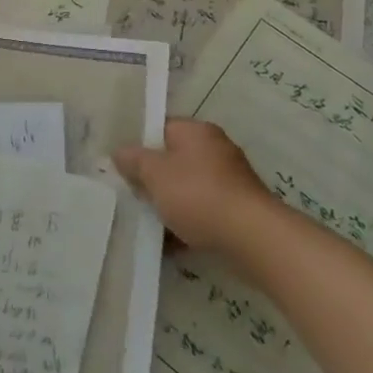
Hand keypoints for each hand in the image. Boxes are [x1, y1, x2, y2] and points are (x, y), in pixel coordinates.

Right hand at [114, 119, 269, 252]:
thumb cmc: (197, 195)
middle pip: (174, 159)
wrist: (252, 238)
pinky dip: (187, 223)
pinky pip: (203, 211)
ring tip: (149, 222)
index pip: (161, 128)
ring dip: (169, 204)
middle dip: (153, 179)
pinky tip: (171, 243)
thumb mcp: (154, 173)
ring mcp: (230, 181)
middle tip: (133, 195)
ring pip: (187, 188)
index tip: (123, 167)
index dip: (139, 146)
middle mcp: (216, 149)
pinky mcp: (237, 209)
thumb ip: (133, 160)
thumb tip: (120, 152)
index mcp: (196, 131)